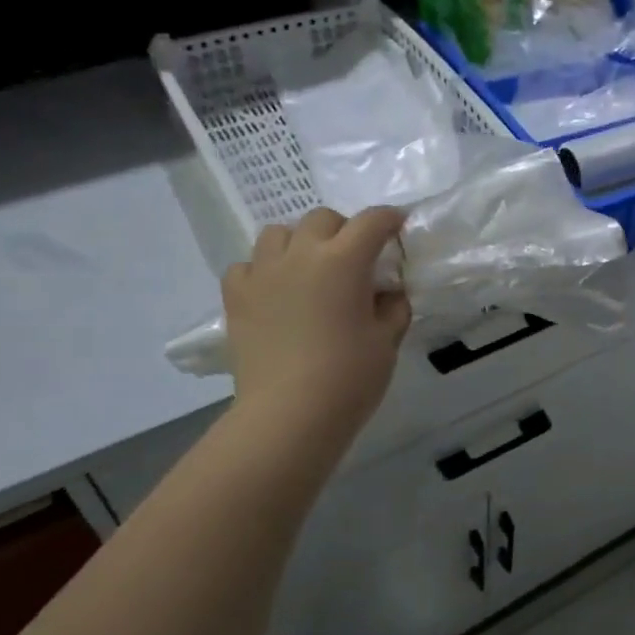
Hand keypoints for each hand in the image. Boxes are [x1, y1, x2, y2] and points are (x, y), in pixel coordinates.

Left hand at [222, 207, 410, 446]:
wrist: (288, 415)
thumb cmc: (349, 378)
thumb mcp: (387, 341)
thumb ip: (393, 307)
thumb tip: (388, 292)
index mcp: (344, 261)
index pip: (372, 222)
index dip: (389, 219)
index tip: (398, 226)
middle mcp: (301, 254)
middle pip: (322, 219)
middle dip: (343, 230)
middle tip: (355, 258)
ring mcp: (263, 272)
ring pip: (278, 233)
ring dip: (299, 242)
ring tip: (309, 270)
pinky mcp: (236, 296)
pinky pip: (247, 265)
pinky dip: (264, 270)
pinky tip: (275, 292)